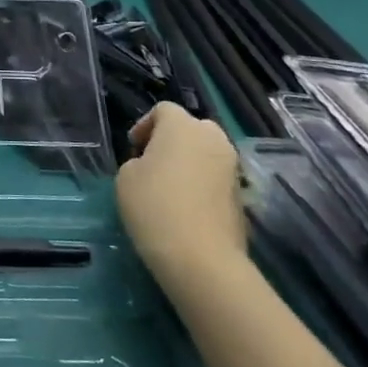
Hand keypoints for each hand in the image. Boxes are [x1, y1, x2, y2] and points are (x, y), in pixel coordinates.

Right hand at [116, 104, 245, 295]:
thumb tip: (153, 165)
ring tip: (170, 186)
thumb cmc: (154, 206)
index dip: (145, 125)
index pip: (164, 109)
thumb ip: (138, 160)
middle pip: (191, 127)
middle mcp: (213, 139)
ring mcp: (232, 166)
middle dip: (172, 140)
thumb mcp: (126, 177)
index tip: (133, 149)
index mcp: (182, 127)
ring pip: (207, 152)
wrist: (200, 257)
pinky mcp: (242, 194)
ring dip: (189, 161)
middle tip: (153, 162)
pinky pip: (216, 176)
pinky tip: (186, 206)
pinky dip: (202, 183)